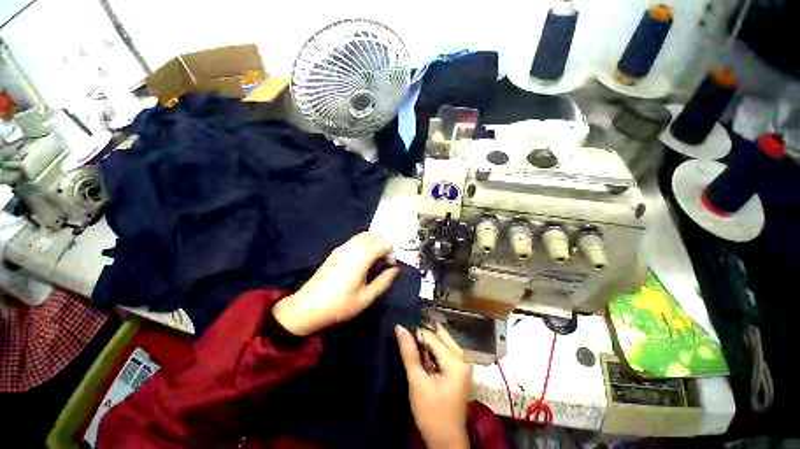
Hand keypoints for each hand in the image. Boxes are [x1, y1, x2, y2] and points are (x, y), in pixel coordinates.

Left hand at [273, 232, 399, 335]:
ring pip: (363, 236)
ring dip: (372, 243)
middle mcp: (353, 247)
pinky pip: (353, 241)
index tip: (390, 266)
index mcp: (363, 256)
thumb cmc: (340, 305)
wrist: (307, 308)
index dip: (391, 252)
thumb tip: (395, 269)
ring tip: (372, 262)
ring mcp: (342, 248)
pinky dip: (362, 245)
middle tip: (383, 262)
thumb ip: (384, 280)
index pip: (384, 243)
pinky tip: (360, 262)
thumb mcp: (367, 297)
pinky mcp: (335, 252)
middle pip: (373, 235)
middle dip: (382, 244)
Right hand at [396, 325, 471, 448]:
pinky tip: (423, 358)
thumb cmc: (431, 414)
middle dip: (424, 337)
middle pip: (441, 336)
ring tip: (414, 350)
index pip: (433, 337)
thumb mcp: (417, 383)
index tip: (403, 337)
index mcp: (457, 361)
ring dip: (428, 344)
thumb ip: (409, 353)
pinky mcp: (459, 370)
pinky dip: (433, 352)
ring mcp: (463, 364)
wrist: (446, 442)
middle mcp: (463, 358)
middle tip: (408, 343)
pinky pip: (445, 351)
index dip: (416, 335)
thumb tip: (400, 327)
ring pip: (443, 342)